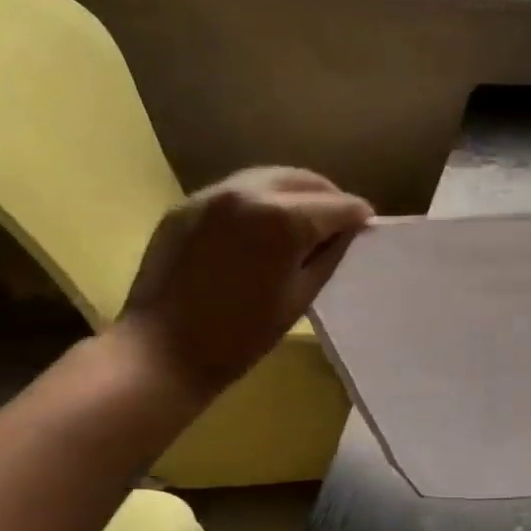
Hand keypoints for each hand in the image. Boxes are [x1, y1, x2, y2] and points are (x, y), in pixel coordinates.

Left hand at [117, 167, 372, 398]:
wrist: (162, 352)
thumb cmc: (242, 335)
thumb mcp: (302, 296)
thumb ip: (330, 255)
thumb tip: (346, 232)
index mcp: (284, 219)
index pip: (339, 205)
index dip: (359, 217)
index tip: (367, 228)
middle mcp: (250, 193)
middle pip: (305, 180)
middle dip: (329, 197)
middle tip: (340, 222)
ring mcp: (213, 195)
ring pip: (269, 178)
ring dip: (295, 193)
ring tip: (303, 220)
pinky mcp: (187, 206)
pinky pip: (237, 191)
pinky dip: (260, 200)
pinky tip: (262, 228)